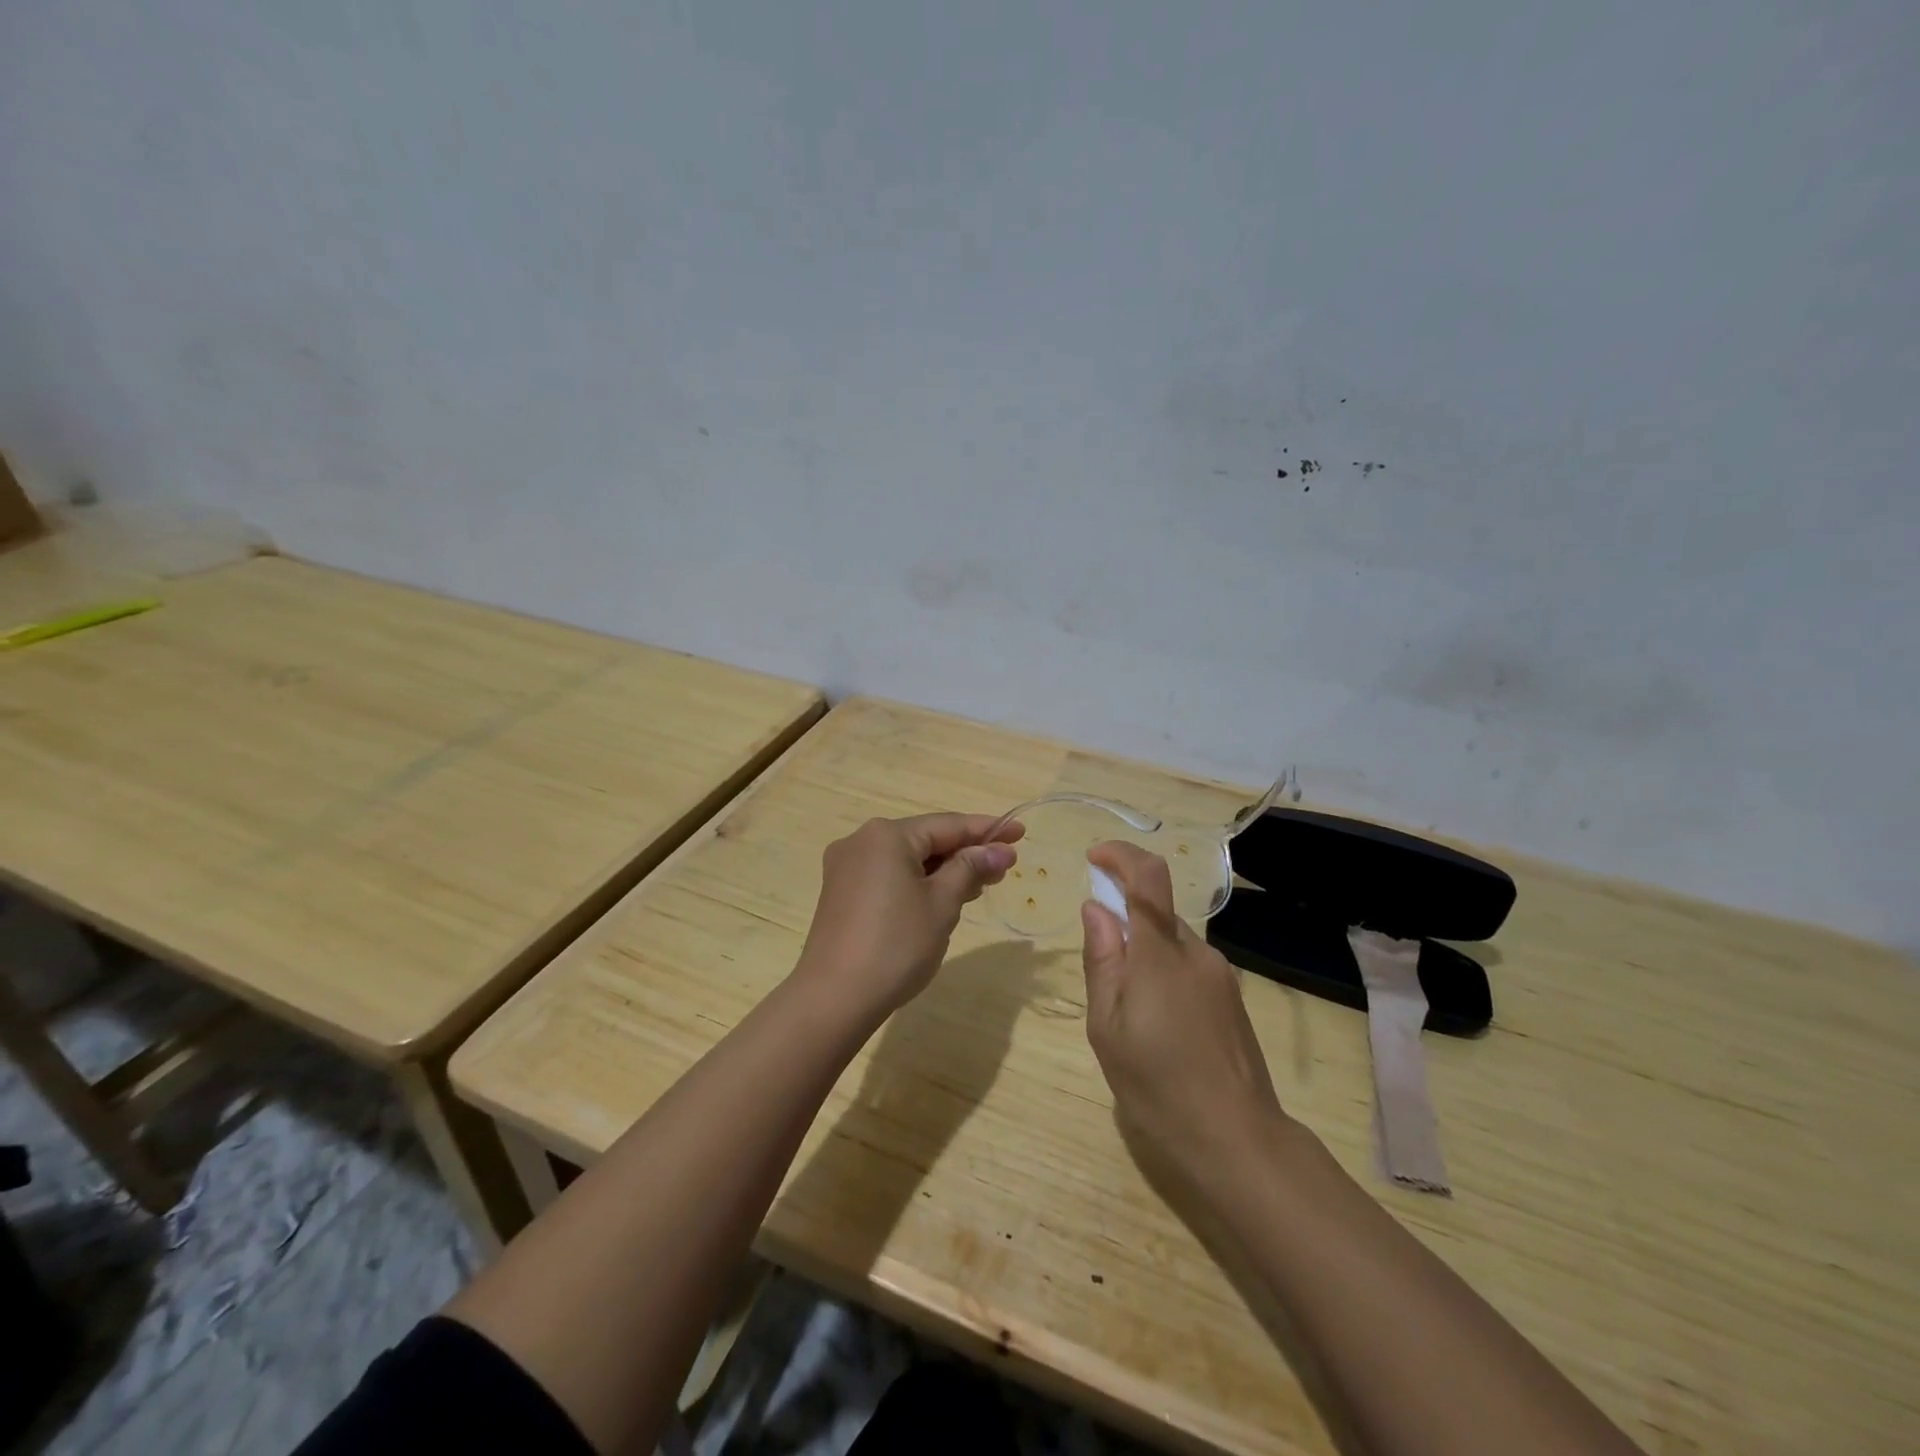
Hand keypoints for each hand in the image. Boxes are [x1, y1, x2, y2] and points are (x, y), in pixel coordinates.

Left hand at [797, 813, 1022, 1021]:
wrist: (834, 998)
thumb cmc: (896, 945)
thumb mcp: (942, 904)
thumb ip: (970, 870)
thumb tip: (999, 851)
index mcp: (887, 835)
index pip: (947, 825)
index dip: (987, 830)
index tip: (1020, 832)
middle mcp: (862, 841)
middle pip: (925, 840)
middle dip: (966, 852)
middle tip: (1005, 866)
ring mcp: (847, 868)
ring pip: (907, 860)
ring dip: (943, 870)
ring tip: (981, 884)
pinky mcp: (841, 893)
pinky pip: (889, 876)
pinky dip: (918, 883)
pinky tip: (943, 897)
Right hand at [1081, 841, 1288, 1188]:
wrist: (1239, 1140)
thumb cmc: (1159, 1086)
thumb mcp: (1108, 1028)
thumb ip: (1102, 960)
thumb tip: (1096, 908)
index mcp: (1160, 955)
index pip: (1148, 877)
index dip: (1121, 855)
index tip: (1093, 859)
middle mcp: (1196, 952)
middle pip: (1157, 910)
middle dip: (1123, 919)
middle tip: (1100, 969)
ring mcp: (1220, 974)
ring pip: (1172, 941)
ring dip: (1143, 951)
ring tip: (1128, 1012)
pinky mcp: (1231, 997)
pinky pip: (1188, 965)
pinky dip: (1163, 972)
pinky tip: (1158, 1025)